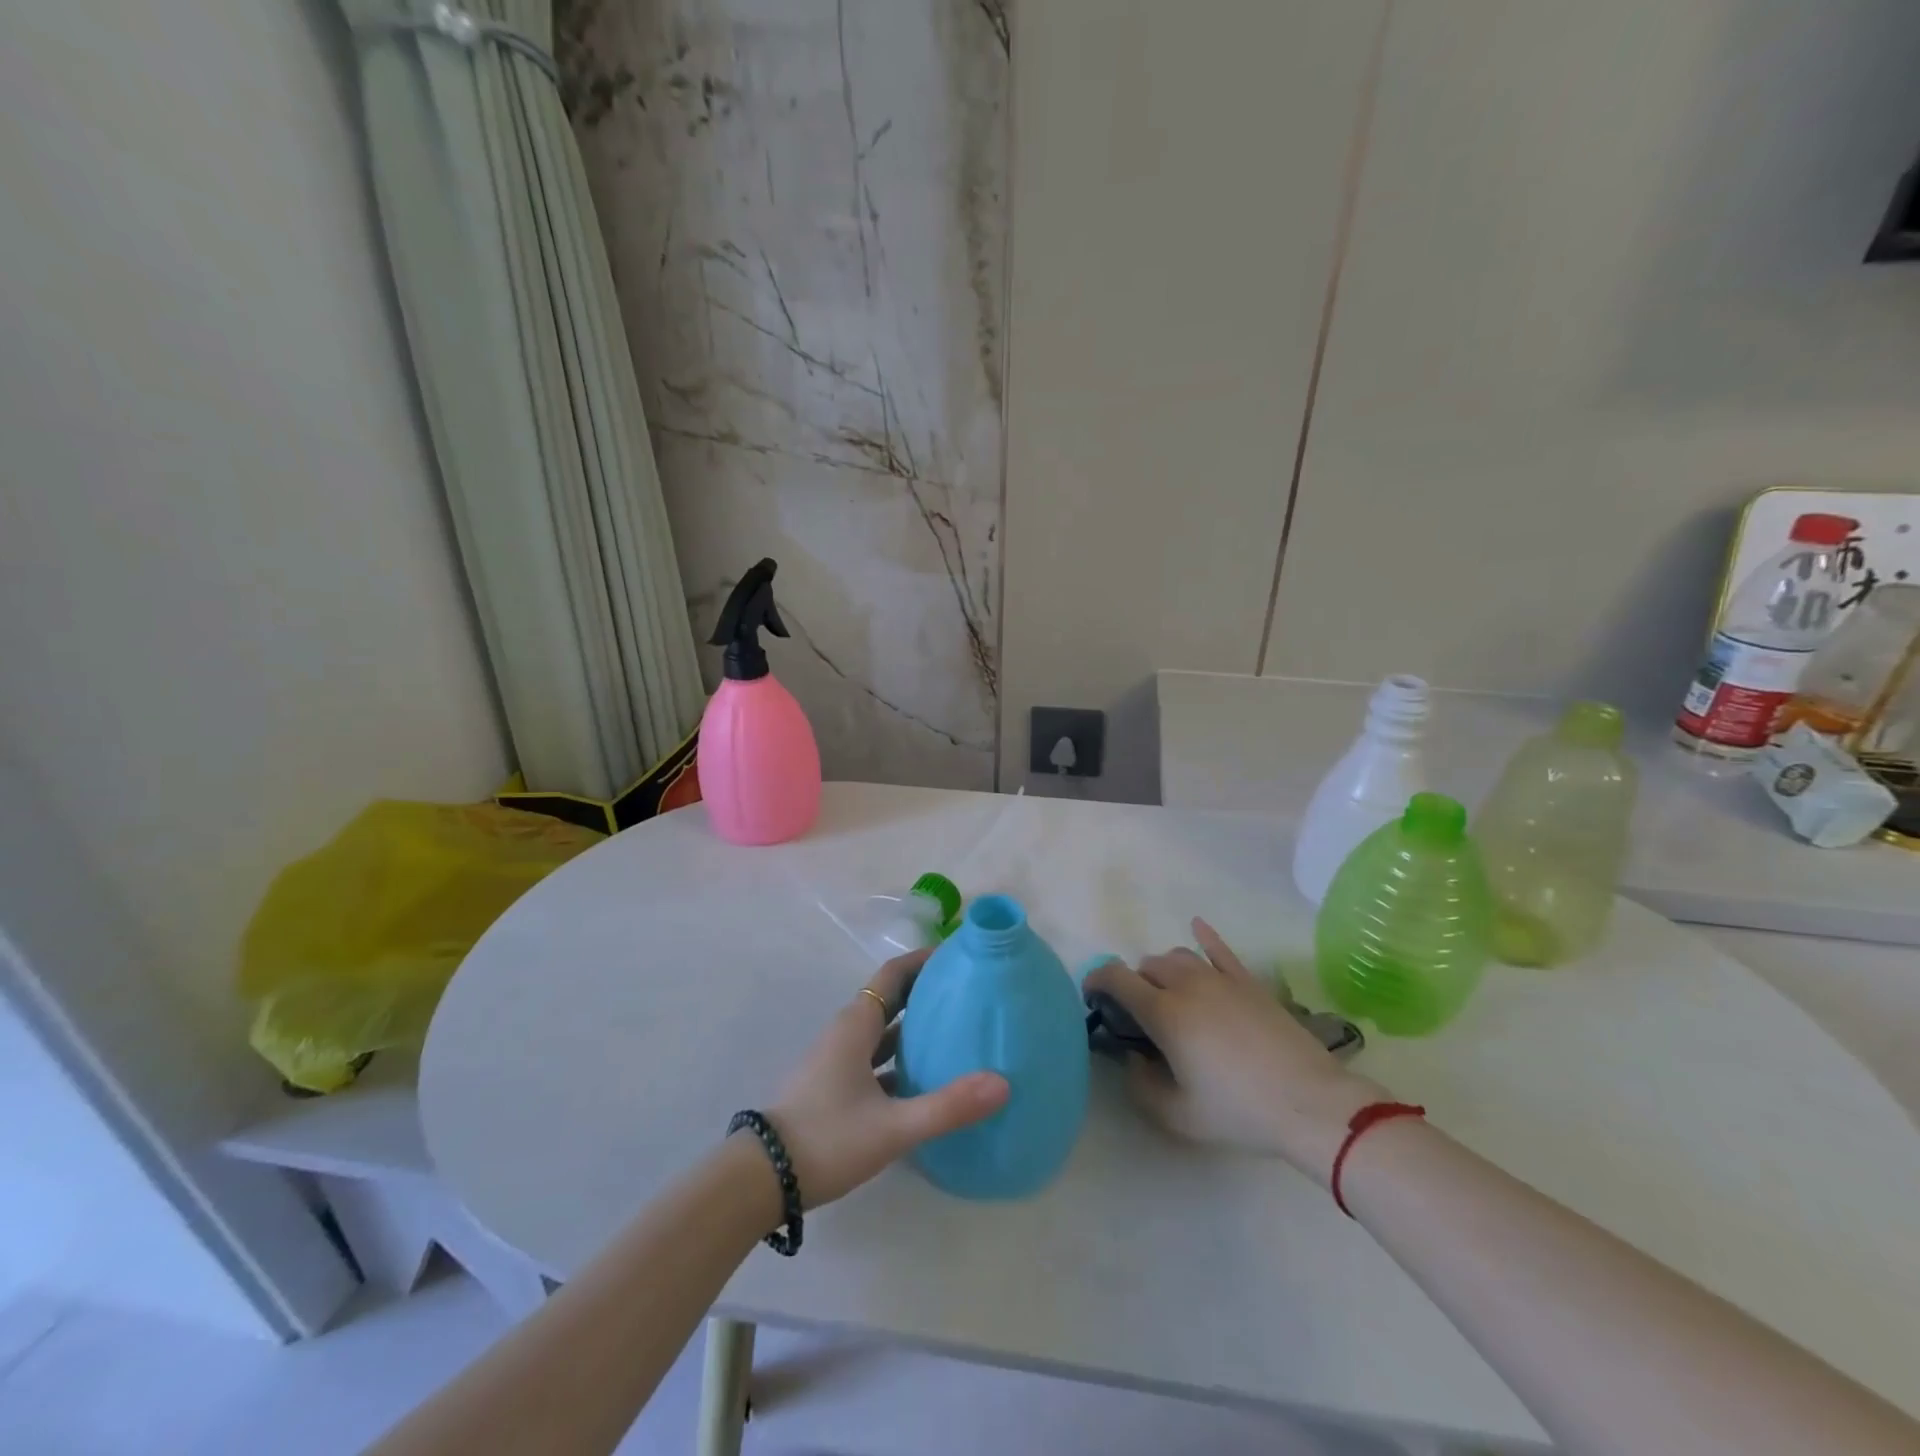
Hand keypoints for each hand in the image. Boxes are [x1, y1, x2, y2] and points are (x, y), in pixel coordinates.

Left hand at [767, 948, 1008, 1209]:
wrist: (761, 1179)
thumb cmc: (826, 1138)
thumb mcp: (892, 1126)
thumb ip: (947, 1107)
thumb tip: (1002, 1083)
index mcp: (856, 1024)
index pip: (894, 974)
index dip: (924, 960)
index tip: (960, 955)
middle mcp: (848, 1033)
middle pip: (892, 998)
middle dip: (927, 991)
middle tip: (970, 992)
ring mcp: (839, 1061)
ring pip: (884, 1031)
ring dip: (915, 1026)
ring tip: (958, 1030)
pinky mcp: (836, 1088)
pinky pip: (877, 1059)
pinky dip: (902, 1059)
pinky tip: (927, 1080)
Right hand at [1086, 918, 1387, 1181]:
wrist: (1310, 1103)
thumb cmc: (1238, 1111)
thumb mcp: (1177, 1115)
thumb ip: (1140, 1085)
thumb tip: (1132, 1058)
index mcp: (1164, 1013)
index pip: (1116, 978)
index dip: (1096, 981)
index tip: (1092, 998)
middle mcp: (1187, 985)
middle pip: (1147, 966)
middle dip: (1134, 984)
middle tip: (1140, 1016)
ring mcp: (1221, 979)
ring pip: (1177, 956)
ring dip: (1163, 970)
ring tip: (1169, 994)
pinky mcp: (1249, 982)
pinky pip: (1219, 949)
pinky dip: (1204, 937)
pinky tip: (1197, 927)